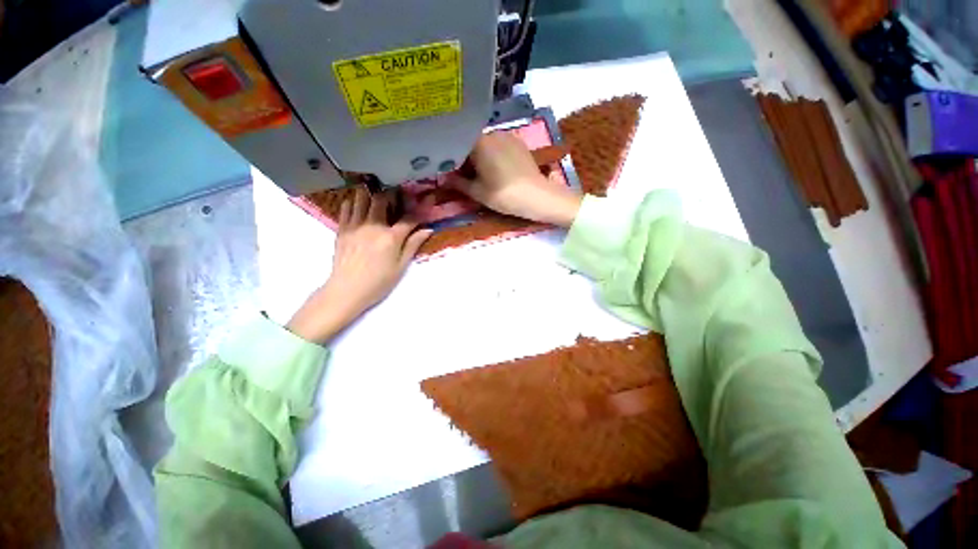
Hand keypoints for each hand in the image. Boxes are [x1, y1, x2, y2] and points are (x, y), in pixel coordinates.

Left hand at [286, 189, 432, 342]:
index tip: (427, 201)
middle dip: (391, 194)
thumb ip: (413, 245)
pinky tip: (359, 205)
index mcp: (391, 237)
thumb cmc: (379, 282)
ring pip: (361, 198)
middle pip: (382, 199)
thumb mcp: (401, 266)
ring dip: (371, 194)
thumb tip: (428, 230)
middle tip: (396, 197)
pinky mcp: (342, 229)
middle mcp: (373, 226)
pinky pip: (346, 207)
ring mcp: (355, 225)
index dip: (419, 209)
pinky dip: (353, 202)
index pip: (408, 218)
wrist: (347, 290)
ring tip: (376, 196)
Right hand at [451, 132, 582, 227]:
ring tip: (481, 173)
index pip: (457, 143)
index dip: (451, 157)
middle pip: (472, 142)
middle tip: (464, 175)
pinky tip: (497, 170)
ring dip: (480, 156)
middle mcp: (493, 133)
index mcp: (479, 141)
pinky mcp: (519, 143)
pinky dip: (494, 155)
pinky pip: (500, 146)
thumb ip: (458, 183)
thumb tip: (443, 179)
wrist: (537, 196)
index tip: (449, 170)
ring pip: (486, 144)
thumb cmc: (504, 195)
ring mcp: (508, 136)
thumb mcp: (477, 192)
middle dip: (466, 157)